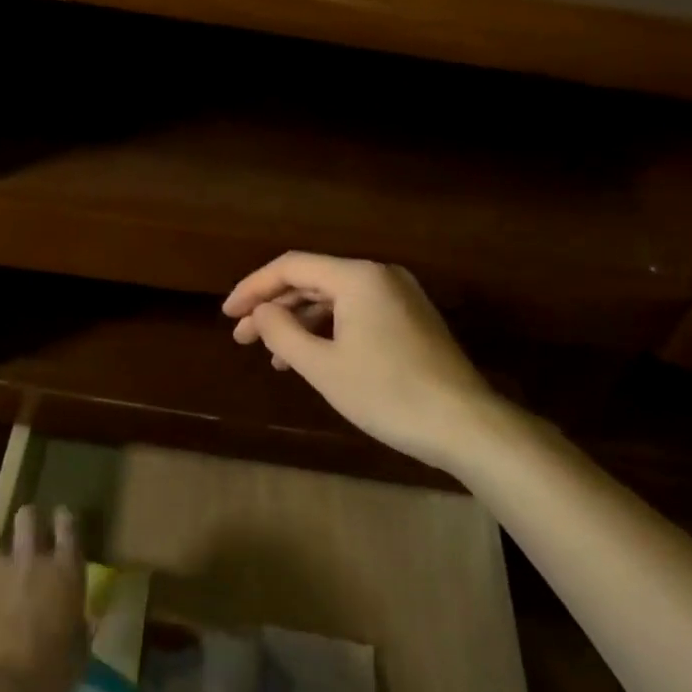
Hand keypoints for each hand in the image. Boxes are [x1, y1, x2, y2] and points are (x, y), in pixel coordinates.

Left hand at [0, 505, 88, 691]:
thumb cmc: (46, 680)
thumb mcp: (77, 650)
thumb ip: (76, 621)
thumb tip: (75, 616)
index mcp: (66, 571)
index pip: (68, 525)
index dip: (62, 521)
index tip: (58, 522)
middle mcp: (32, 556)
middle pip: (28, 517)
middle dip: (26, 525)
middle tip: (23, 547)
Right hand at [223, 253, 501, 474]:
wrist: (465, 424)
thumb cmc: (387, 393)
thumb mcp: (324, 366)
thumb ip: (283, 333)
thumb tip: (262, 313)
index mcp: (358, 277)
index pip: (291, 267)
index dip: (254, 288)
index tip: (227, 314)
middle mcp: (379, 275)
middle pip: (312, 280)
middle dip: (274, 307)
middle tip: (242, 337)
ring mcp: (399, 296)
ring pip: (334, 299)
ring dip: (299, 322)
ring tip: (270, 354)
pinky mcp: (410, 319)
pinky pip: (356, 313)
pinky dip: (327, 331)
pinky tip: (309, 358)